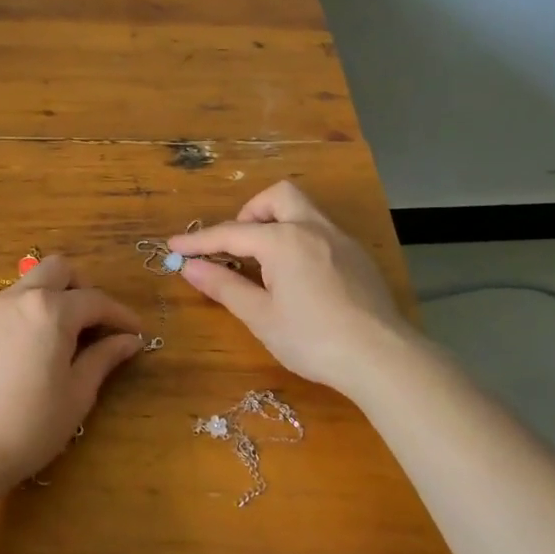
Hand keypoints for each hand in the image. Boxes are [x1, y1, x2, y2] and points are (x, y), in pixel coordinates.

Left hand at [0, 255, 143, 486]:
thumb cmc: (30, 424)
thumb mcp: (77, 393)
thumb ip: (104, 358)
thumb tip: (129, 340)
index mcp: (51, 310)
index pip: (96, 300)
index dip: (121, 315)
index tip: (136, 332)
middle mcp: (21, 297)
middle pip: (60, 269)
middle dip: (84, 288)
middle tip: (98, 322)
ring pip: (33, 280)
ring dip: (56, 294)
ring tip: (70, 333)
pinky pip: (14, 300)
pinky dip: (34, 307)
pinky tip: (39, 342)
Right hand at [169, 181, 415, 396]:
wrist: (381, 357)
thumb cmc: (312, 338)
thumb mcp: (260, 316)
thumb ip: (224, 286)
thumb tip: (189, 267)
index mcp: (284, 240)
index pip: (231, 233)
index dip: (199, 241)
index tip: (174, 246)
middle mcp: (313, 228)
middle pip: (278, 196)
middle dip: (251, 212)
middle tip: (238, 246)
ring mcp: (341, 240)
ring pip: (305, 210)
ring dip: (278, 223)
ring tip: (266, 262)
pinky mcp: (358, 257)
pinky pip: (322, 232)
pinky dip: (300, 240)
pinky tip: (299, 277)